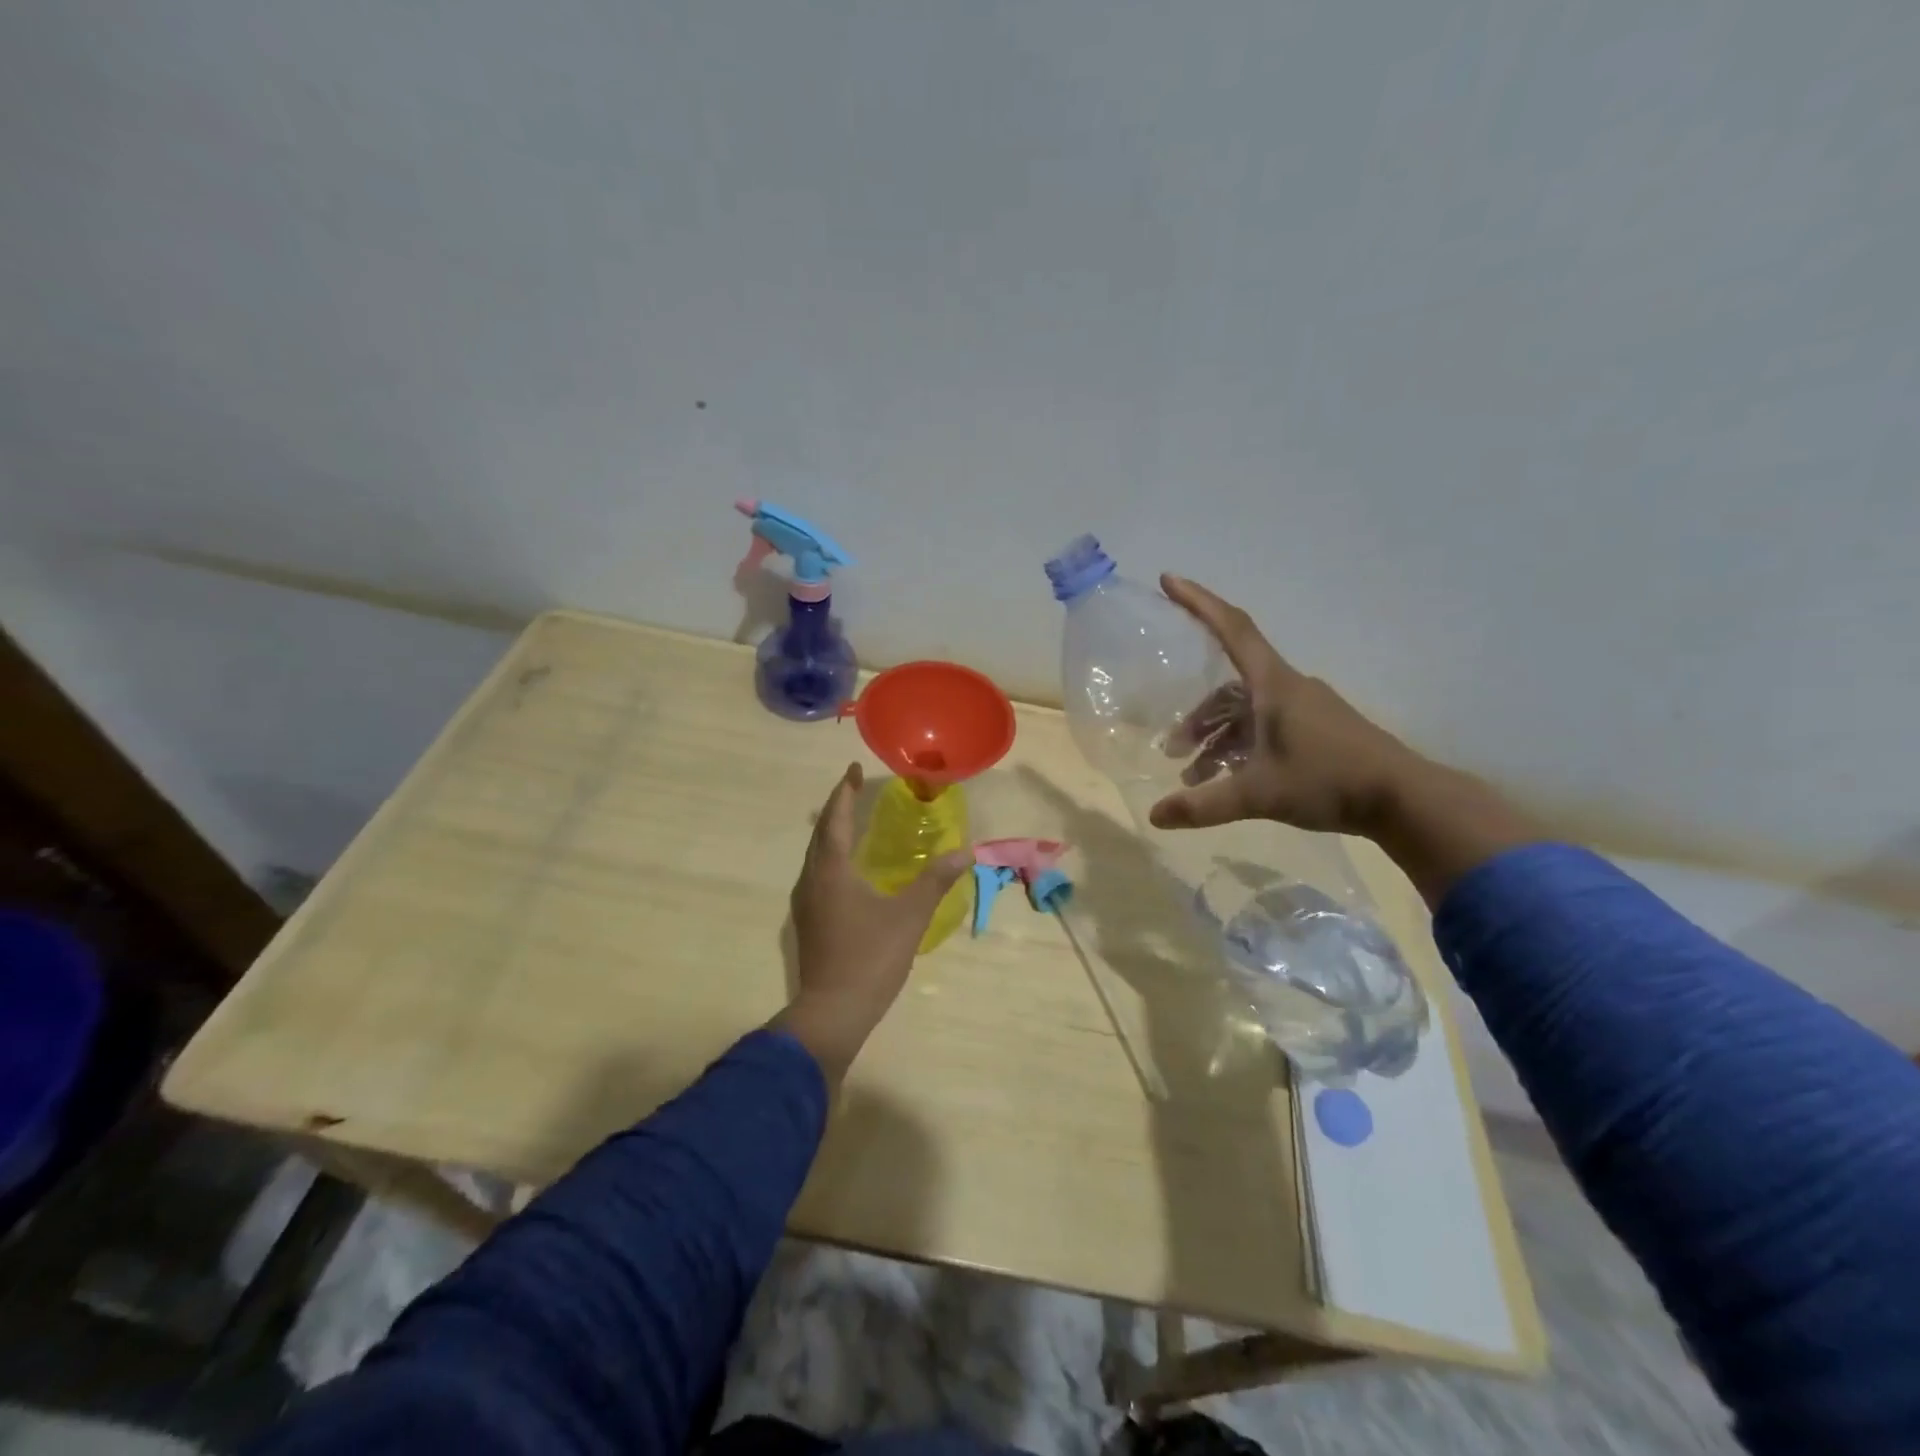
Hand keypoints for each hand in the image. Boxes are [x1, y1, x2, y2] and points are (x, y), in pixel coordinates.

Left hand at [773, 763, 969, 1082]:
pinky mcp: (808, 922)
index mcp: (832, 870)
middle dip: (837, 808)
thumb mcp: (910, 915)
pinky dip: (830, 857)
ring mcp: (805, 903)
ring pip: (815, 856)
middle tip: (854, 788)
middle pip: (820, 834)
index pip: (836, 819)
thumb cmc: (871, 957)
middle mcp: (811, 880)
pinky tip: (847, 869)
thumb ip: (936, 880)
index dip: (845, 792)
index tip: (854, 769)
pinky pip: (816, 874)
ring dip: (831, 834)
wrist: (833, 1012)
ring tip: (851, 822)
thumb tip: (965, 850)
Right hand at [1147, 575, 1542, 904]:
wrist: (1404, 800)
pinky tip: (1227, 780)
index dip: (1199, 602)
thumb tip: (1154, 816)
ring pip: (1245, 712)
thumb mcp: (1259, 795)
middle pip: (1229, 686)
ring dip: (1217, 738)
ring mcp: (1304, 709)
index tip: (1169, 580)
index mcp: (1274, 685)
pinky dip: (1239, 747)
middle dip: (1198, 715)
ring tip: (1193, 776)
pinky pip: (1264, 727)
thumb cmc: (1329, 782)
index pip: (1232, 629)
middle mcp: (1287, 688)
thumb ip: (1203, 805)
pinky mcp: (1315, 731)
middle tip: (1172, 746)